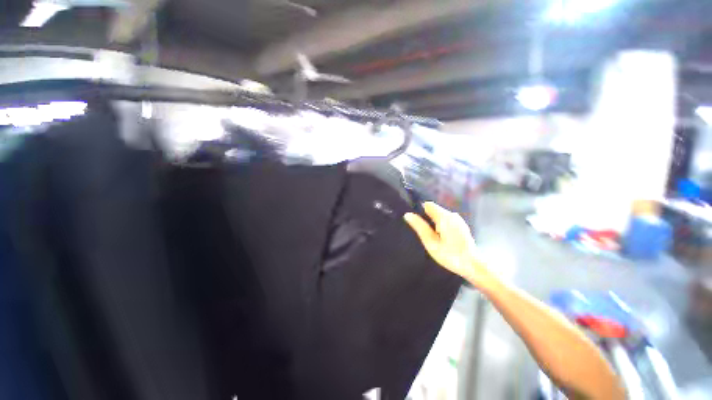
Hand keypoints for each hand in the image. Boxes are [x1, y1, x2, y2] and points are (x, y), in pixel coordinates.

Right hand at [404, 202, 492, 287]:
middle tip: (423, 233)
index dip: (419, 210)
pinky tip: (442, 238)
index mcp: (444, 216)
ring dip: (434, 223)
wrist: (473, 266)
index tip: (415, 222)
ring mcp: (458, 220)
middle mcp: (452, 214)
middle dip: (427, 218)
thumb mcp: (431, 242)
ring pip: (440, 216)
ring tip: (432, 237)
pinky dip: (441, 226)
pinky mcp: (461, 226)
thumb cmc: (450, 255)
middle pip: (434, 210)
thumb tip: (407, 214)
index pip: (428, 205)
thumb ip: (419, 227)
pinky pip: (447, 221)